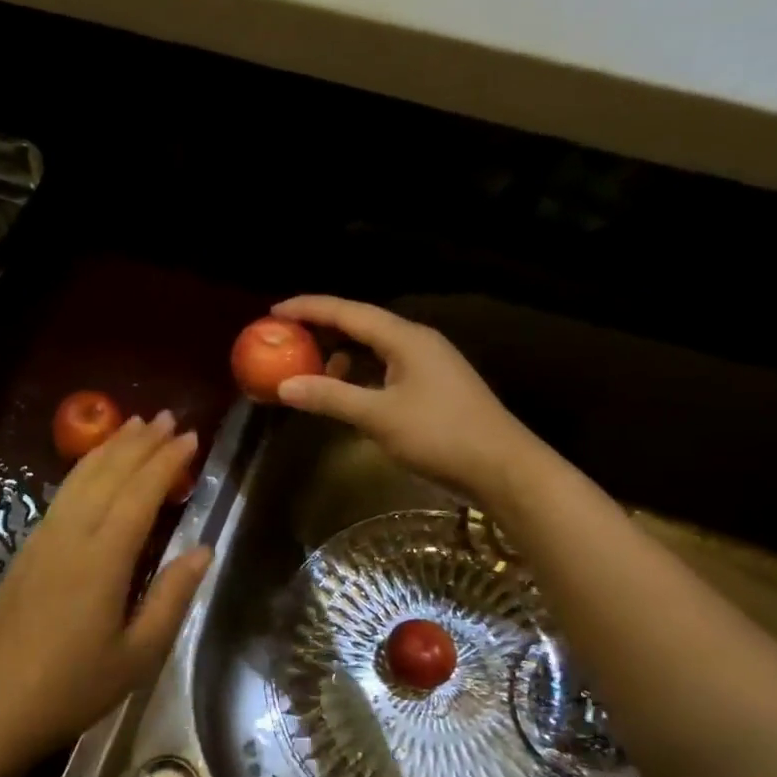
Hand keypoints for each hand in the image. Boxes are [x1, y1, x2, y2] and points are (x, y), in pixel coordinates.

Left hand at [0, 412, 210, 765]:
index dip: (166, 462)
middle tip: (168, 418)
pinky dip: (85, 470)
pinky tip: (96, 467)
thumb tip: (202, 549)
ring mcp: (43, 540)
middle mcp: (71, 537)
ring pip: (80, 478)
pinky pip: (62, 496)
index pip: (140, 494)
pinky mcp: (28, 550)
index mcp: (102, 561)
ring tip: (135, 425)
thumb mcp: (138, 655)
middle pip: (109, 475)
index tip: (191, 437)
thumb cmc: (75, 688)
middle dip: (140, 443)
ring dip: (110, 448)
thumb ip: (171, 597)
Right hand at [271, 296, 523, 494]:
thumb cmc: (440, 435)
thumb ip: (330, 397)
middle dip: (321, 332)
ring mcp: (426, 365)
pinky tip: (343, 395)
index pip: (348, 312)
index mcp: (405, 338)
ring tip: (309, 372)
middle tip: (285, 341)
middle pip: (360, 326)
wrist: (502, 468)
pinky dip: (358, 377)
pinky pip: (384, 371)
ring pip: (373, 350)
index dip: (309, 308)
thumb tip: (284, 386)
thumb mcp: (379, 416)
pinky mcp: (430, 388)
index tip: (274, 311)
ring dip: (339, 357)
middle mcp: (416, 342)